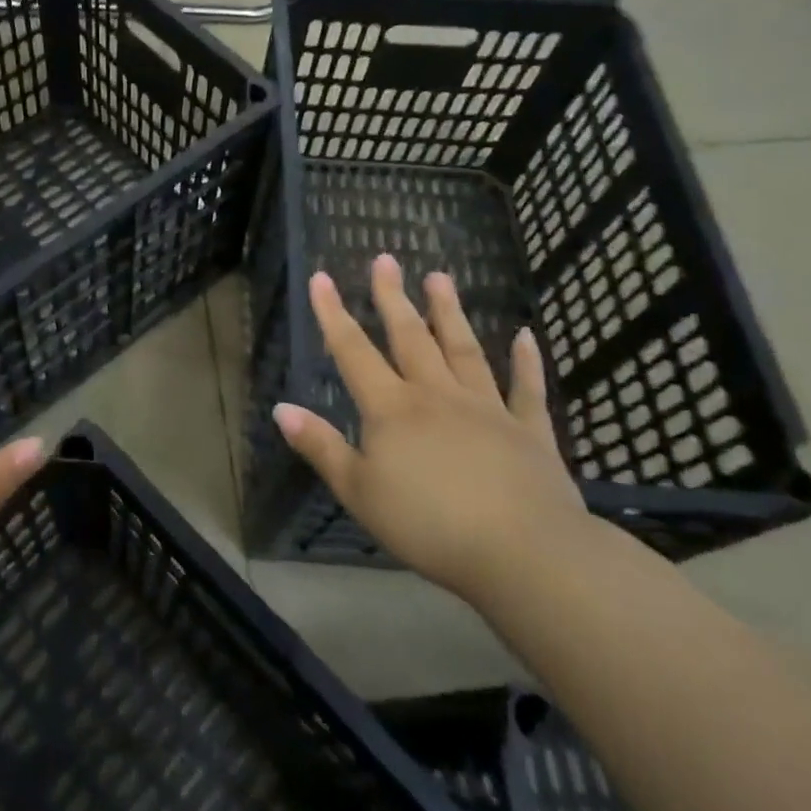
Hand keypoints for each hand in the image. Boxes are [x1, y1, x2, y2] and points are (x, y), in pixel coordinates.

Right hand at [274, 256, 589, 602]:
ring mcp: (486, 409)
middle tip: (386, 259)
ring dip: (449, 312)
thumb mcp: (359, 492)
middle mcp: (436, 396)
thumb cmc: (429, 525)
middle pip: (410, 337)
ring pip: (463, 350)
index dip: (334, 314)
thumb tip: (281, 408)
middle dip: (393, 297)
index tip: (322, 277)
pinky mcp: (529, 432)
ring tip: (440, 277)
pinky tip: (526, 336)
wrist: (524, 552)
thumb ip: (321, 447)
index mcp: (392, 409)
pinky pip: (526, 390)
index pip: (353, 352)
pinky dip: (526, 362)